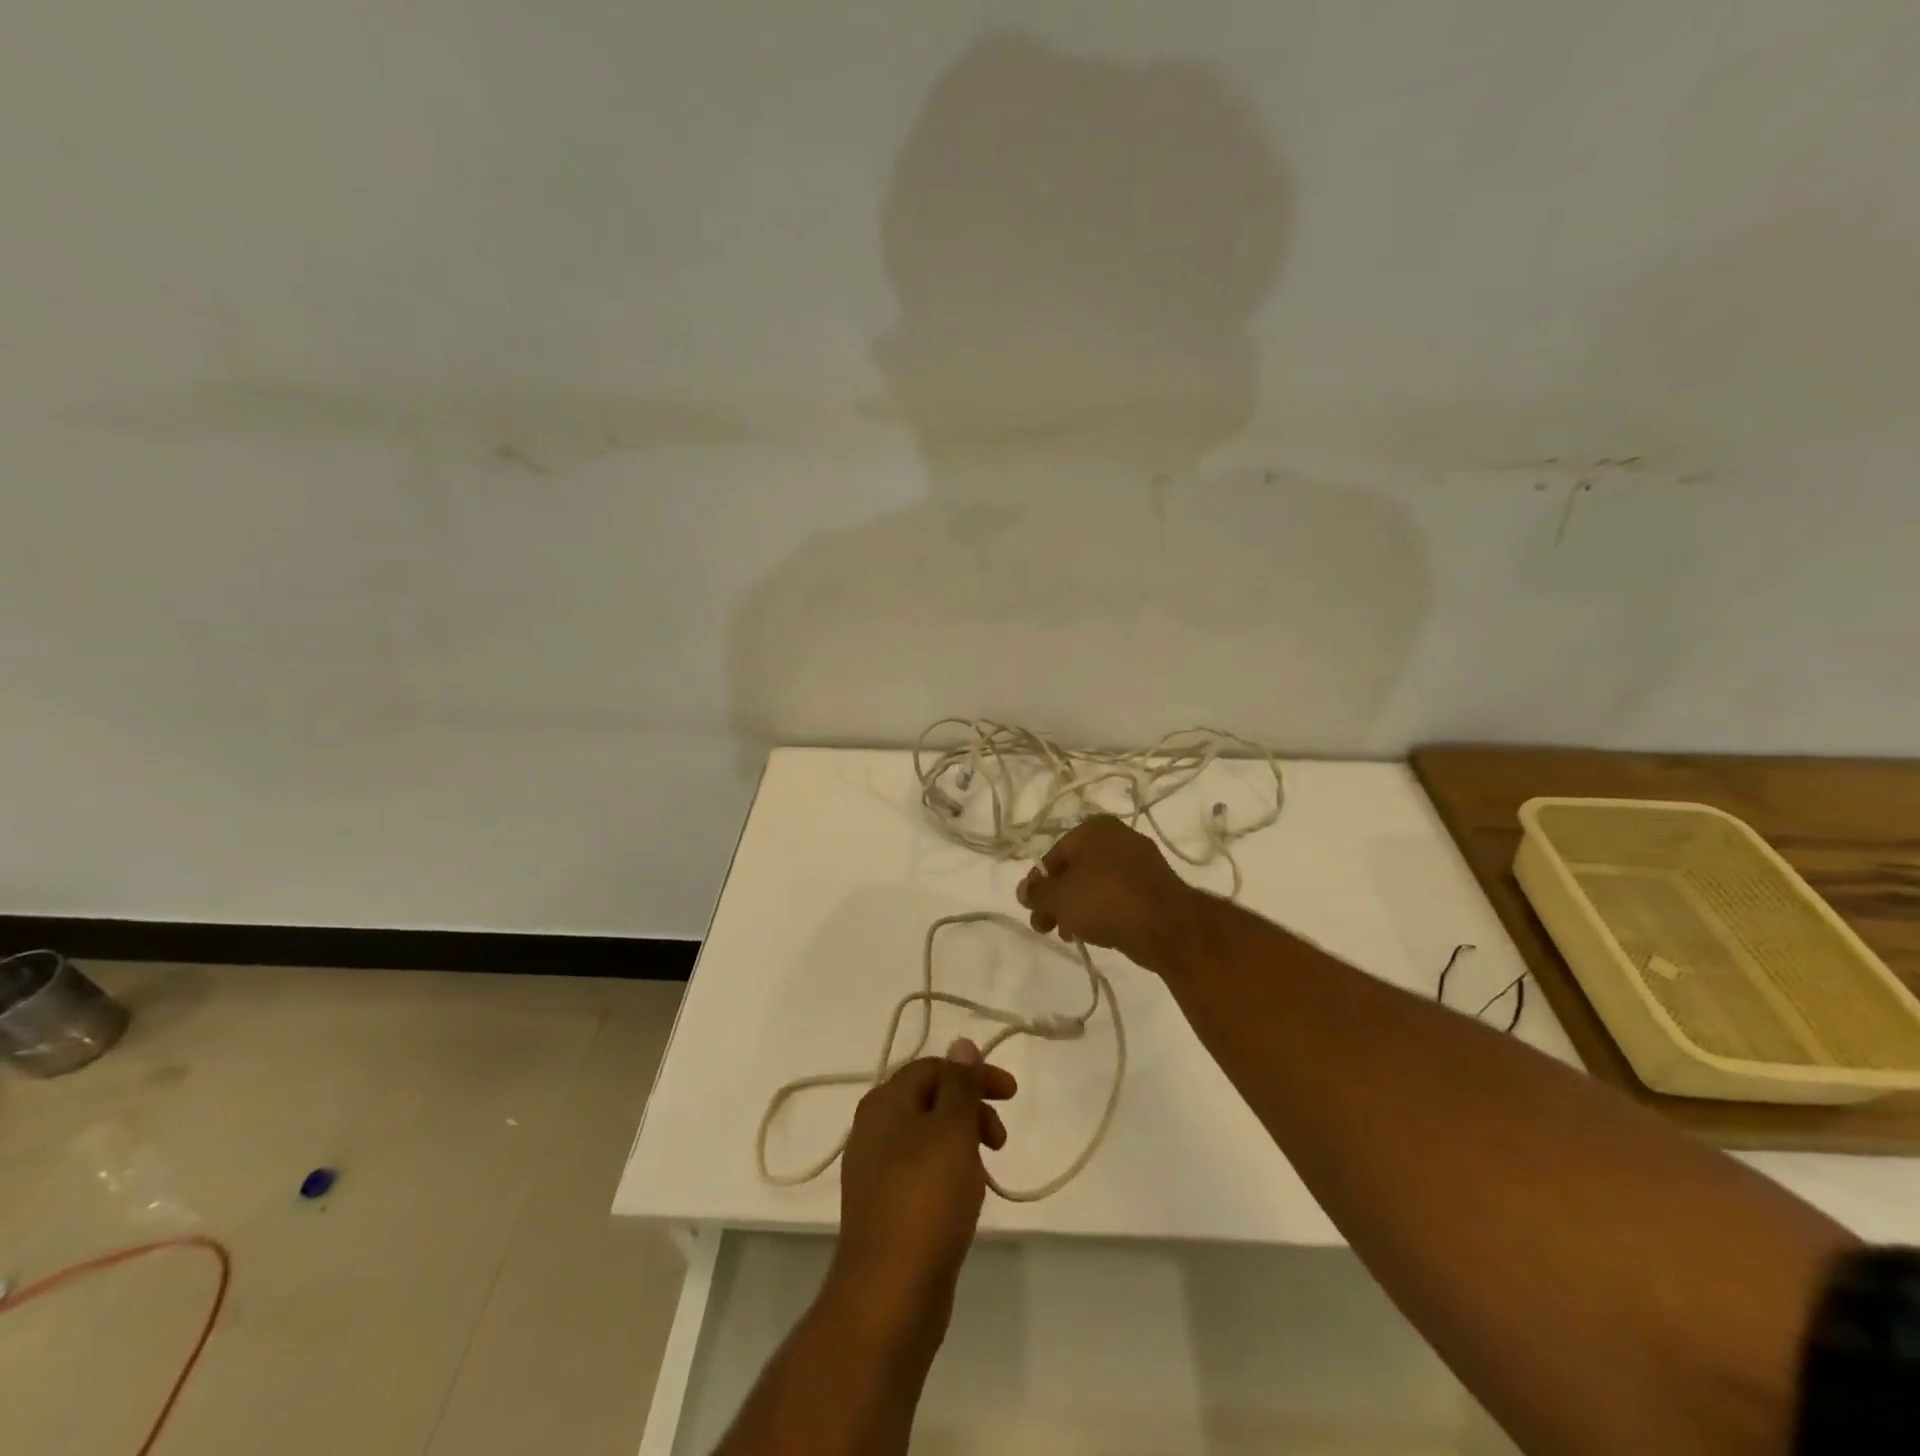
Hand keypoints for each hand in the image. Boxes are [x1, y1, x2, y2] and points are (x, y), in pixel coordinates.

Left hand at [828, 1040, 1017, 1341]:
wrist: (887, 1295)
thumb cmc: (925, 1200)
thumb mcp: (951, 1131)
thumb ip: (959, 1085)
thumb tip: (961, 1043)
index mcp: (885, 1102)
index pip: (934, 1067)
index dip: (975, 1074)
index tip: (1012, 1095)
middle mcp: (873, 1128)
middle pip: (929, 1099)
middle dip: (970, 1109)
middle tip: (1000, 1140)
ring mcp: (875, 1170)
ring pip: (927, 1137)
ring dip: (962, 1142)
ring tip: (987, 1171)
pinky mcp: (884, 1207)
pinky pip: (921, 1172)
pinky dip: (948, 1171)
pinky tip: (965, 1198)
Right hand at [1016, 814, 1200, 972]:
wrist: (1166, 925)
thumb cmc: (1104, 900)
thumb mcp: (1059, 897)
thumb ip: (1036, 892)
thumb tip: (1023, 890)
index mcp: (1094, 828)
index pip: (1054, 855)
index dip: (1039, 884)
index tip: (1032, 909)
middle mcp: (1119, 837)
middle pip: (1076, 870)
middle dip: (1057, 899)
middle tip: (1045, 927)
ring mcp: (1140, 862)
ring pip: (1096, 884)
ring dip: (1078, 908)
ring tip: (1069, 935)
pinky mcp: (1155, 887)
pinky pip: (1118, 896)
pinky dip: (1103, 911)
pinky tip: (1096, 934)